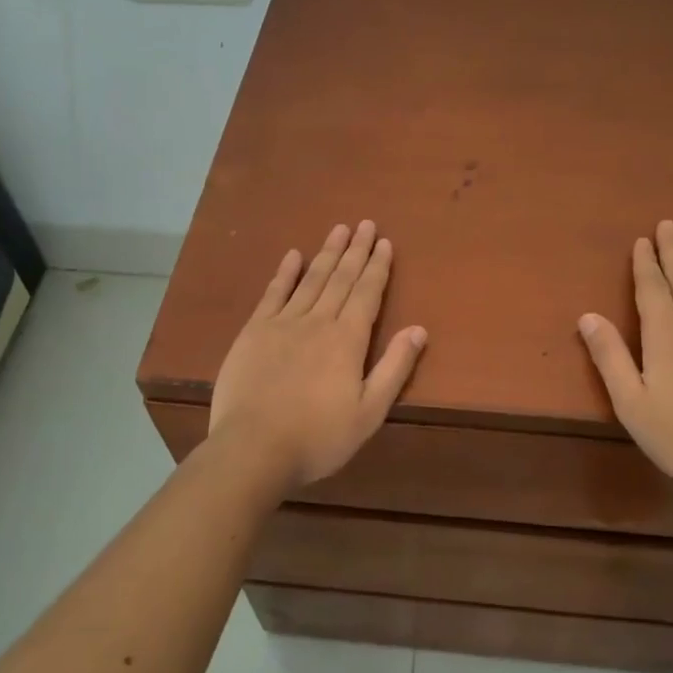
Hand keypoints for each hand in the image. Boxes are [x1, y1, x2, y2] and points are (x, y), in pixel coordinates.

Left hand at [209, 221, 427, 490]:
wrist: (253, 448)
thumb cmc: (318, 437)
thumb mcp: (369, 412)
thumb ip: (394, 368)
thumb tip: (419, 330)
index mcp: (348, 339)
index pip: (367, 293)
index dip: (377, 267)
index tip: (384, 242)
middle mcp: (318, 321)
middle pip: (341, 278)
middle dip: (355, 250)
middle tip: (365, 223)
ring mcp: (283, 323)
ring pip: (311, 279)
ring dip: (327, 253)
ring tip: (338, 230)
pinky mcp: (254, 331)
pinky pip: (273, 293)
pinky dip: (285, 273)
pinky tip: (293, 256)